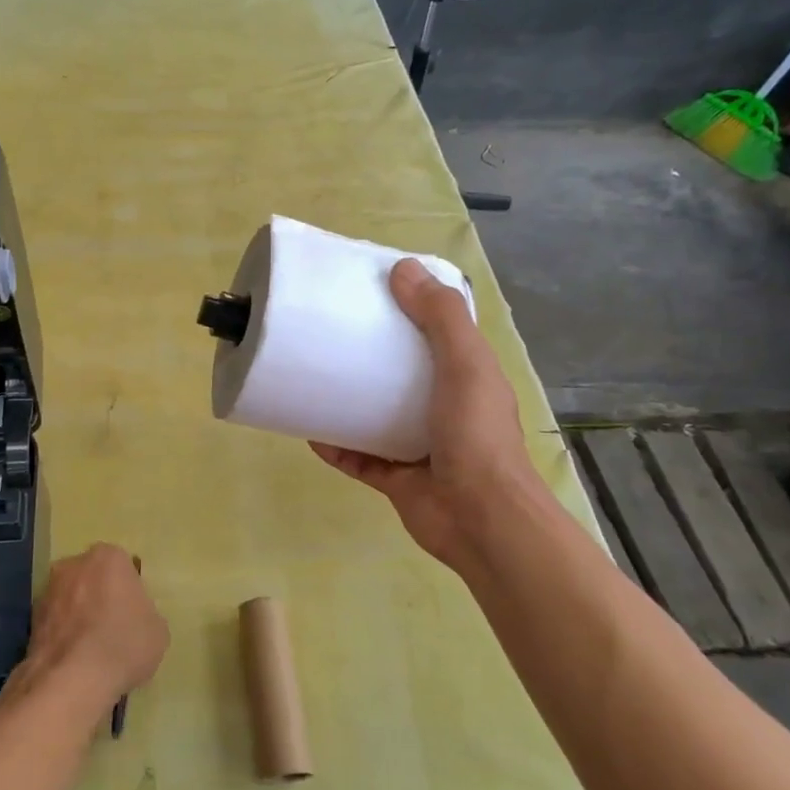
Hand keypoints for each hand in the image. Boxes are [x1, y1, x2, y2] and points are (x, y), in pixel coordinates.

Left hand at [23, 543, 168, 712]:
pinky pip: (55, 622)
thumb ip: (145, 614)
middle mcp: (73, 564)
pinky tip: (74, 660)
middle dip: (100, 597)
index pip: (123, 567)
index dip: (129, 592)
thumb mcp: (158, 630)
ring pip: (70, 599)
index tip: (133, 615)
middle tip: (113, 628)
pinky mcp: (30, 619)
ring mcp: (47, 590)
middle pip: (92, 578)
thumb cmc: (124, 644)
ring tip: (91, 650)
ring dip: (78, 616)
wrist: (72, 679)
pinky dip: (63, 635)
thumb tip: (134, 620)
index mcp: (108, 557)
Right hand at [312, 258, 539, 575]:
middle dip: (371, 357)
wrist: (480, 520)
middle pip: (402, 375)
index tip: (373, 292)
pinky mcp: (397, 479)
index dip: (411, 312)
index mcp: (467, 378)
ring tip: (314, 380)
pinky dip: (337, 447)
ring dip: (349, 402)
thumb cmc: (476, 436)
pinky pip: (360, 458)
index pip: (439, 335)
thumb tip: (403, 269)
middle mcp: (445, 409)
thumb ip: (440, 318)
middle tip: (333, 334)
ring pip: (378, 417)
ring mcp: (420, 447)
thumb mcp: (466, 365)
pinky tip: (309, 431)